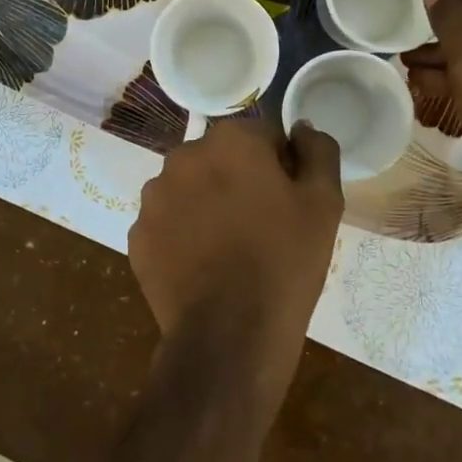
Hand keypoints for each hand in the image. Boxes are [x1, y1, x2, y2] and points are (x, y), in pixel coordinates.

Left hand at [128, 118, 342, 408]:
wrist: (230, 333)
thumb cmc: (285, 262)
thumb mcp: (324, 203)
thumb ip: (317, 151)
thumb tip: (300, 128)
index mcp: (231, 140)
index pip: (263, 136)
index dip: (281, 167)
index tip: (289, 202)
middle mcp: (184, 156)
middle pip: (221, 159)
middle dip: (239, 181)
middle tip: (261, 227)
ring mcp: (154, 197)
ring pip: (190, 188)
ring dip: (207, 204)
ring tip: (229, 249)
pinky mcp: (138, 235)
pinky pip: (168, 223)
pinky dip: (183, 236)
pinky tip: (203, 266)